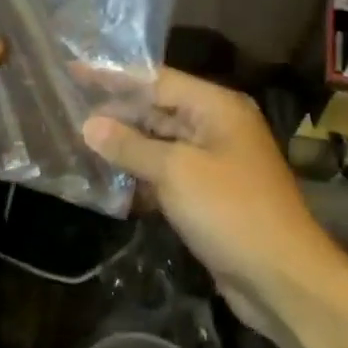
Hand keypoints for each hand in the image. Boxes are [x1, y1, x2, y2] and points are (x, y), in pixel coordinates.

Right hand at [82, 69, 346, 336]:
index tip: (73, 70)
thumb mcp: (175, 172)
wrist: (280, 277)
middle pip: (157, 110)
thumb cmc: (231, 211)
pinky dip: (137, 177)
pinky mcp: (205, 197)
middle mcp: (215, 128)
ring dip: (122, 147)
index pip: (157, 80)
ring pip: (157, 145)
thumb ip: (130, 146)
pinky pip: (164, 176)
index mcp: (216, 108)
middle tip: (67, 111)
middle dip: (114, 113)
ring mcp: (212, 164)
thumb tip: (89, 125)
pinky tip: (104, 183)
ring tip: (76, 143)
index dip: (114, 76)